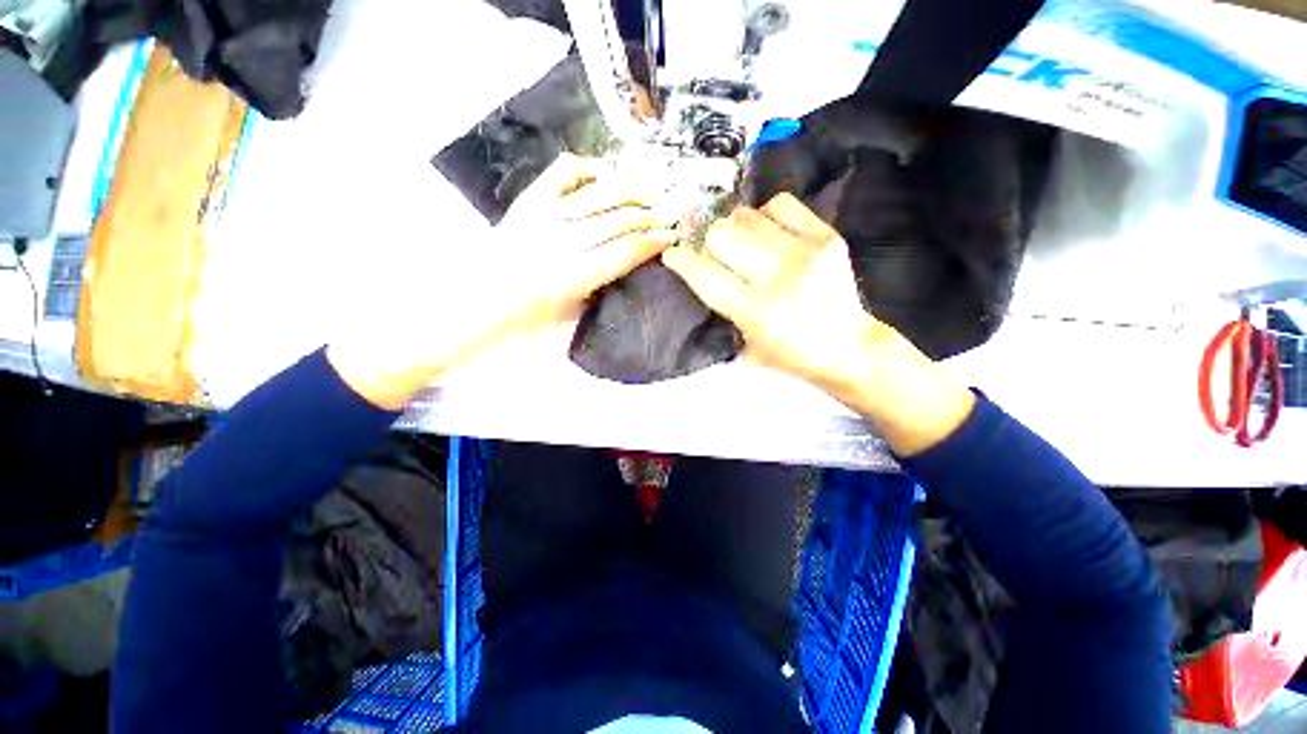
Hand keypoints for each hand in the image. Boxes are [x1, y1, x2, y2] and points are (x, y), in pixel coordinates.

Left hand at [329, 154, 677, 409]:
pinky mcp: (529, 201)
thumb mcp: (572, 312)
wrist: (477, 300)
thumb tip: (624, 262)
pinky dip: (586, 168)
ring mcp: (545, 215)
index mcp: (576, 275)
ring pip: (598, 193)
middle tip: (668, 213)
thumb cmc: (526, 319)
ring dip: (629, 192)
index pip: (626, 251)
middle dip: (650, 215)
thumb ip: (600, 285)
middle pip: (618, 219)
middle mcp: (564, 240)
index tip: (672, 236)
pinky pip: (562, 172)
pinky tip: (601, 175)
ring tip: (648, 192)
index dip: (654, 241)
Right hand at [663, 193, 974, 455]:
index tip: (672, 253)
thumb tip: (699, 269)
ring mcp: (806, 253)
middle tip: (713, 252)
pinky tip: (766, 231)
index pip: (706, 276)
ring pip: (747, 217)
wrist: (847, 347)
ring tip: (741, 242)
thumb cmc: (790, 355)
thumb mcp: (746, 347)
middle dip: (708, 243)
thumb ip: (721, 310)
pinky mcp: (827, 238)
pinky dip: (764, 215)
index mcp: (756, 312)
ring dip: (734, 228)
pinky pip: (780, 205)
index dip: (681, 260)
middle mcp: (779, 278)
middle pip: (722, 236)